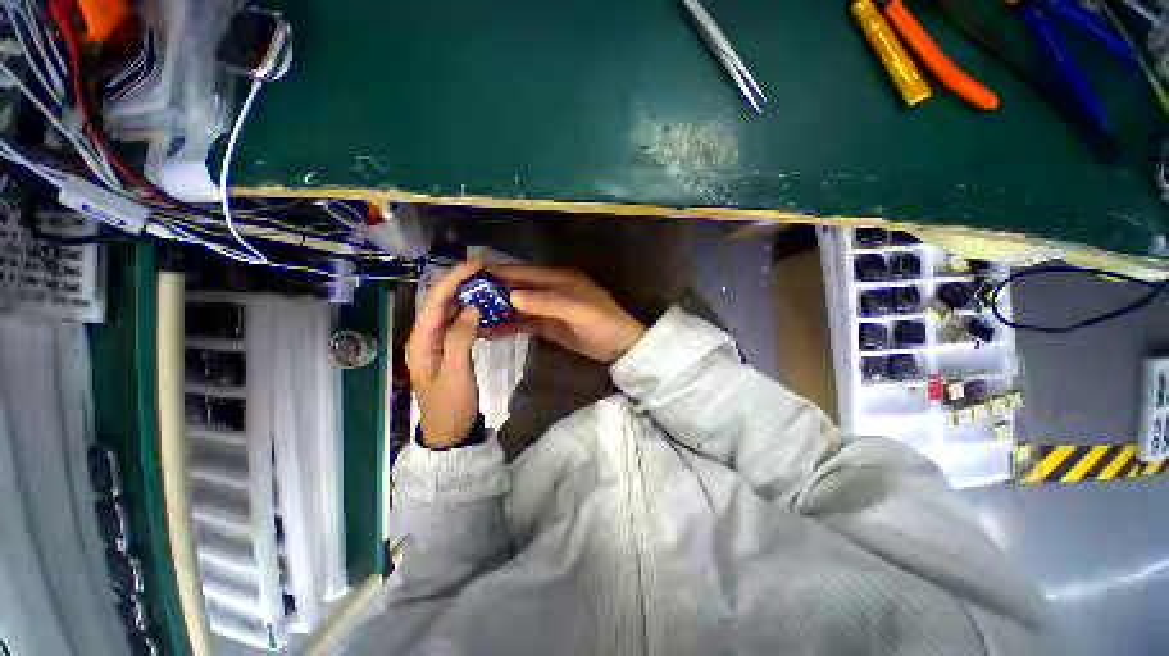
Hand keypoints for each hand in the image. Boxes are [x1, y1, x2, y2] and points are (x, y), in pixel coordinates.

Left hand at [406, 259, 483, 447]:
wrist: (450, 431)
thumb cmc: (450, 405)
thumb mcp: (455, 373)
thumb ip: (460, 338)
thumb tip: (472, 309)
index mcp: (420, 340)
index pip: (435, 301)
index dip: (453, 280)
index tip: (475, 265)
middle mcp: (425, 337)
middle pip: (439, 302)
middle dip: (458, 282)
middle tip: (484, 271)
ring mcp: (437, 343)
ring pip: (448, 311)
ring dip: (464, 294)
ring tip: (485, 283)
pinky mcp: (448, 348)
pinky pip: (457, 323)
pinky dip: (469, 311)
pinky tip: (482, 307)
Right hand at [485, 266, 646, 362]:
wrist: (621, 347)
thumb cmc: (605, 324)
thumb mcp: (580, 311)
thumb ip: (548, 303)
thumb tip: (512, 296)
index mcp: (559, 279)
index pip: (523, 273)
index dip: (499, 273)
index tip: (471, 275)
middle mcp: (550, 290)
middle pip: (516, 289)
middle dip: (492, 294)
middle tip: (463, 300)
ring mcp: (548, 309)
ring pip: (517, 307)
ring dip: (497, 312)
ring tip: (471, 318)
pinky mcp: (548, 325)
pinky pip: (524, 323)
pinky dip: (508, 326)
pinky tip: (490, 331)